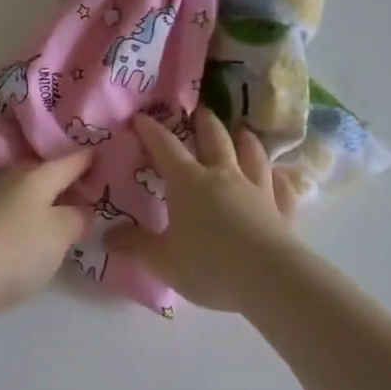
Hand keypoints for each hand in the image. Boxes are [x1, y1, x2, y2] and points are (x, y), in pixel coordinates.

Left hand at [0, 152, 92, 336]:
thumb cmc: (15, 248)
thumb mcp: (60, 232)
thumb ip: (78, 217)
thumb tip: (82, 210)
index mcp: (37, 173)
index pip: (73, 159)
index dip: (95, 157)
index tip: (116, 156)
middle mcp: (14, 182)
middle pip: (49, 174)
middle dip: (72, 180)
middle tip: (102, 191)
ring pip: (33, 197)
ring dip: (53, 203)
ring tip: (78, 216)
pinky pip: (20, 218)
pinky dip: (36, 222)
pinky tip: (46, 237)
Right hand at [107, 109, 303, 311]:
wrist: (270, 280)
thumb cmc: (208, 265)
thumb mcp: (161, 260)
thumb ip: (134, 245)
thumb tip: (108, 236)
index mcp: (188, 181)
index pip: (165, 147)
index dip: (151, 130)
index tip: (140, 117)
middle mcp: (223, 176)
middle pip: (215, 139)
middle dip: (204, 122)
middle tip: (200, 109)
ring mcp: (257, 190)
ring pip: (252, 155)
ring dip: (245, 140)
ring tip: (242, 130)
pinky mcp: (282, 211)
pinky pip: (282, 188)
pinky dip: (279, 179)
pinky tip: (280, 176)